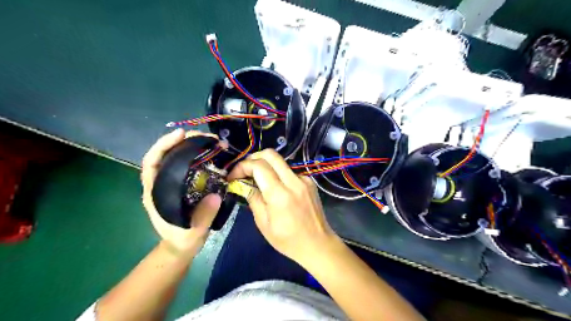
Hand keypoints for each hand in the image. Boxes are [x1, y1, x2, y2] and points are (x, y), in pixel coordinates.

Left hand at [142, 130, 220, 253]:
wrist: (182, 246)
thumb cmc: (183, 239)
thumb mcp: (193, 231)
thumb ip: (203, 216)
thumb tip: (215, 196)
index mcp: (155, 192)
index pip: (152, 162)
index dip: (163, 145)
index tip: (180, 134)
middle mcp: (161, 183)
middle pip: (165, 154)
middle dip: (182, 141)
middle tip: (203, 136)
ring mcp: (172, 183)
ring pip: (176, 157)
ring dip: (191, 145)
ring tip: (209, 140)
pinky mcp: (183, 184)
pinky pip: (188, 164)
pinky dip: (198, 155)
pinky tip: (210, 152)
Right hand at [230, 149, 342, 265]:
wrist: (318, 244)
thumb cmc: (288, 239)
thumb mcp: (263, 223)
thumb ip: (253, 198)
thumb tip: (242, 184)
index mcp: (280, 194)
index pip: (258, 166)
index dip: (242, 166)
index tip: (233, 176)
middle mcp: (294, 181)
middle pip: (271, 154)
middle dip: (254, 158)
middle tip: (245, 170)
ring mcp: (304, 179)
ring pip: (281, 161)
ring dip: (266, 166)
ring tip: (258, 180)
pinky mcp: (310, 181)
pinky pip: (290, 171)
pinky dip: (278, 174)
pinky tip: (276, 188)